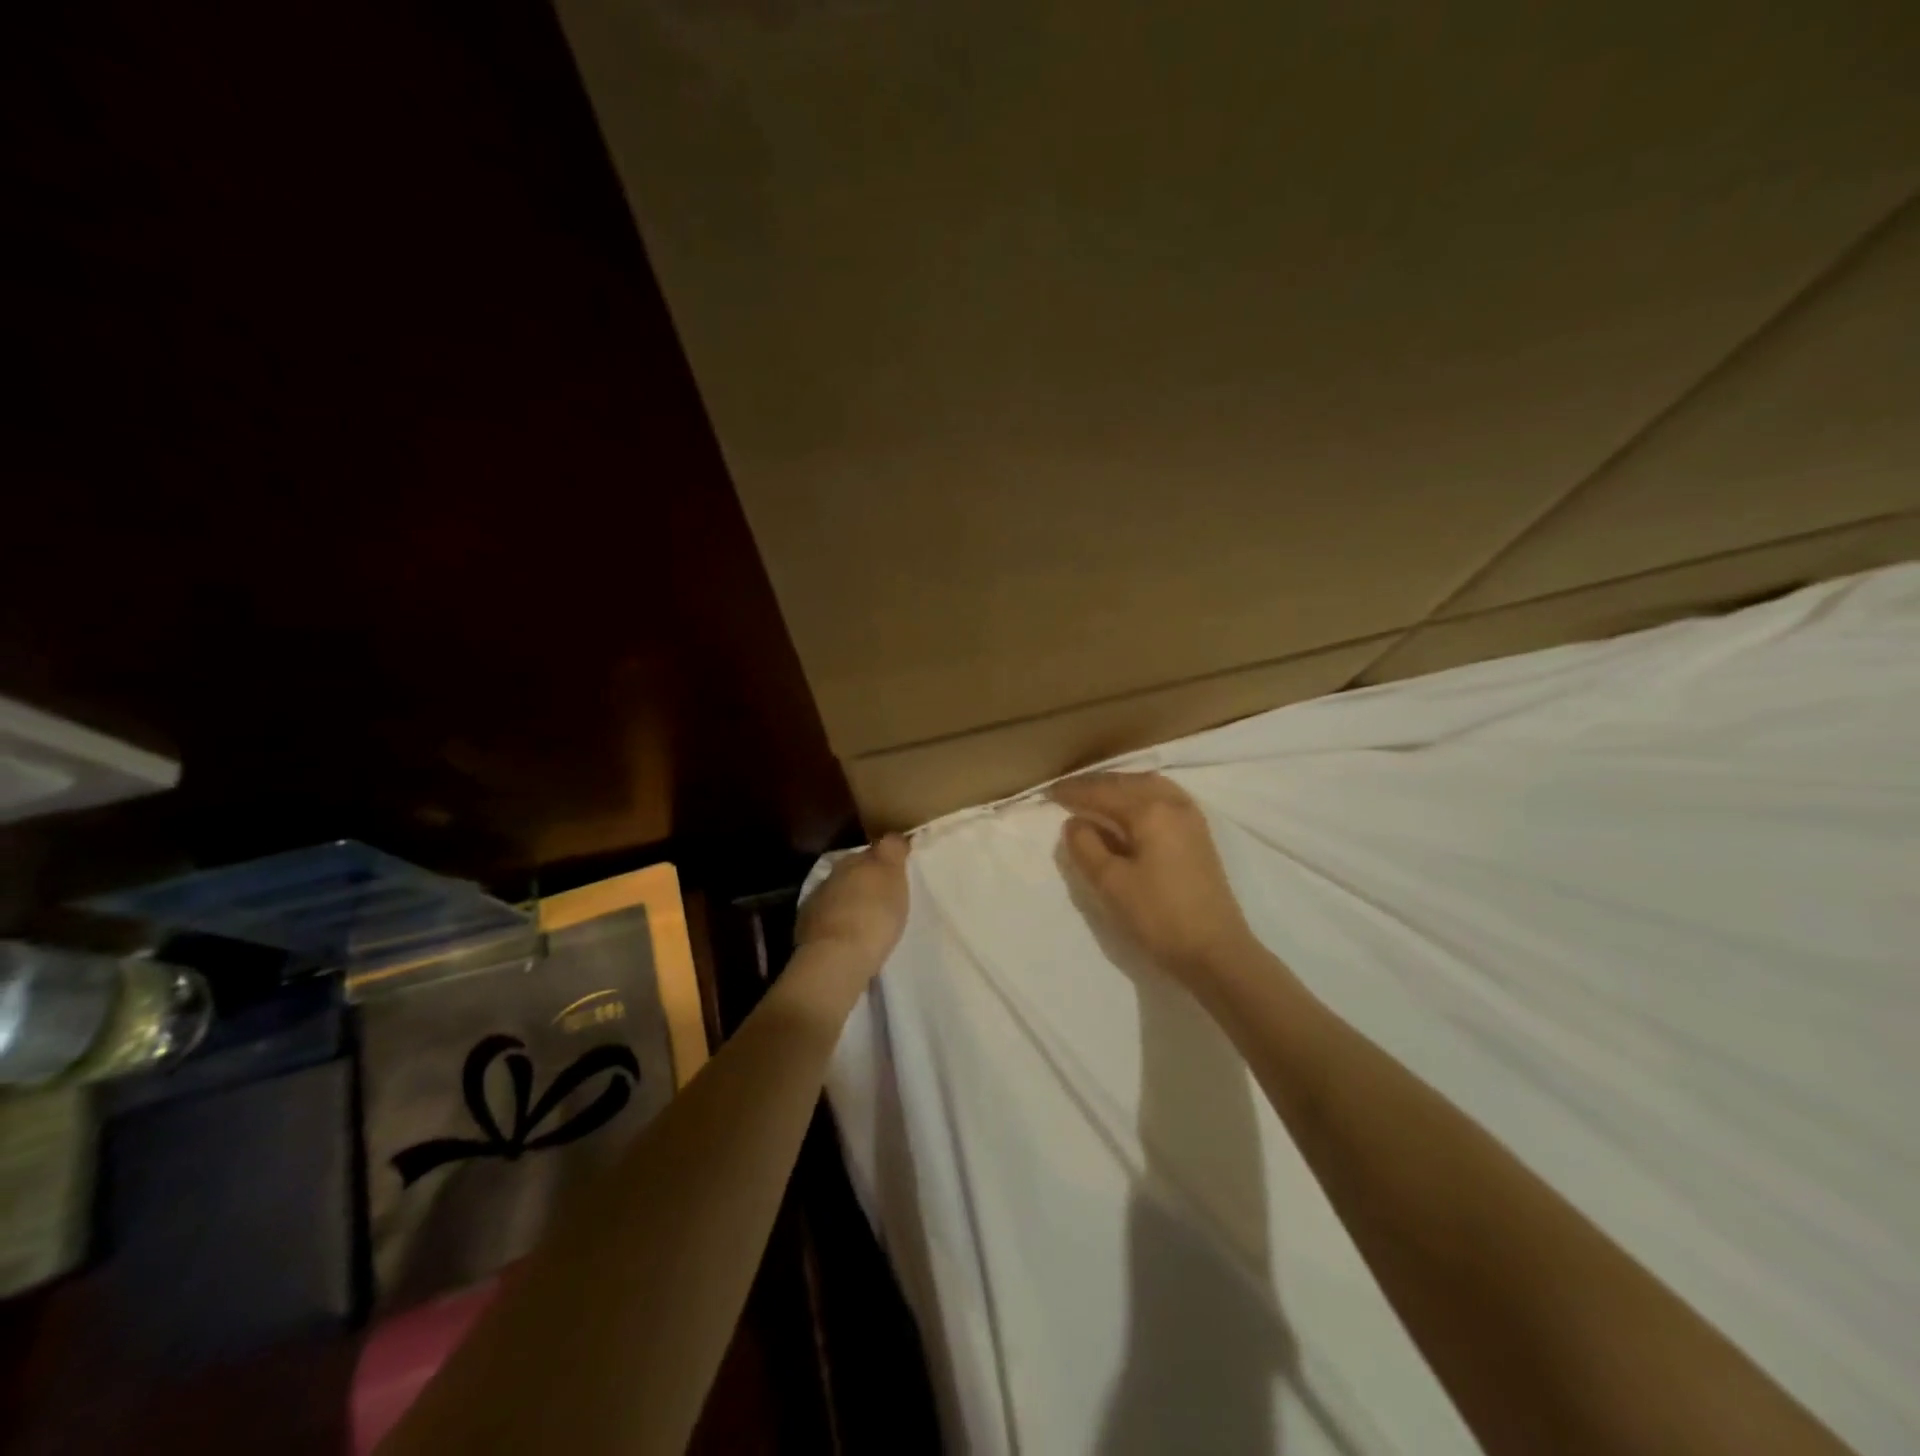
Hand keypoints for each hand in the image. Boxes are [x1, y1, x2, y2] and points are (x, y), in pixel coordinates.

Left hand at [795, 834, 911, 974]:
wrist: (838, 956)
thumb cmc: (875, 915)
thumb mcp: (894, 878)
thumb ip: (892, 853)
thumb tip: (892, 838)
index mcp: (856, 859)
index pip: (874, 850)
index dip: (886, 857)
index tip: (896, 868)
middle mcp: (834, 873)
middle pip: (853, 869)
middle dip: (866, 878)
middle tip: (882, 894)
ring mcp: (817, 898)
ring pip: (838, 891)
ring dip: (849, 899)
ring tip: (864, 917)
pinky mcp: (807, 925)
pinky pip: (826, 915)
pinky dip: (836, 920)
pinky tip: (846, 934)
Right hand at [1051, 773, 1257, 987]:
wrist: (1216, 952)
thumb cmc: (1159, 917)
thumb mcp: (1111, 883)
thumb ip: (1086, 847)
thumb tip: (1074, 822)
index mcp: (1150, 811)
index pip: (1103, 792)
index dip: (1074, 792)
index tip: (1049, 792)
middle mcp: (1173, 804)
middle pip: (1128, 782)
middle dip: (1096, 784)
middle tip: (1068, 791)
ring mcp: (1191, 818)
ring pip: (1149, 786)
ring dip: (1120, 786)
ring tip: (1096, 796)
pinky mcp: (1199, 835)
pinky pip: (1164, 798)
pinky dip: (1140, 795)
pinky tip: (1130, 809)